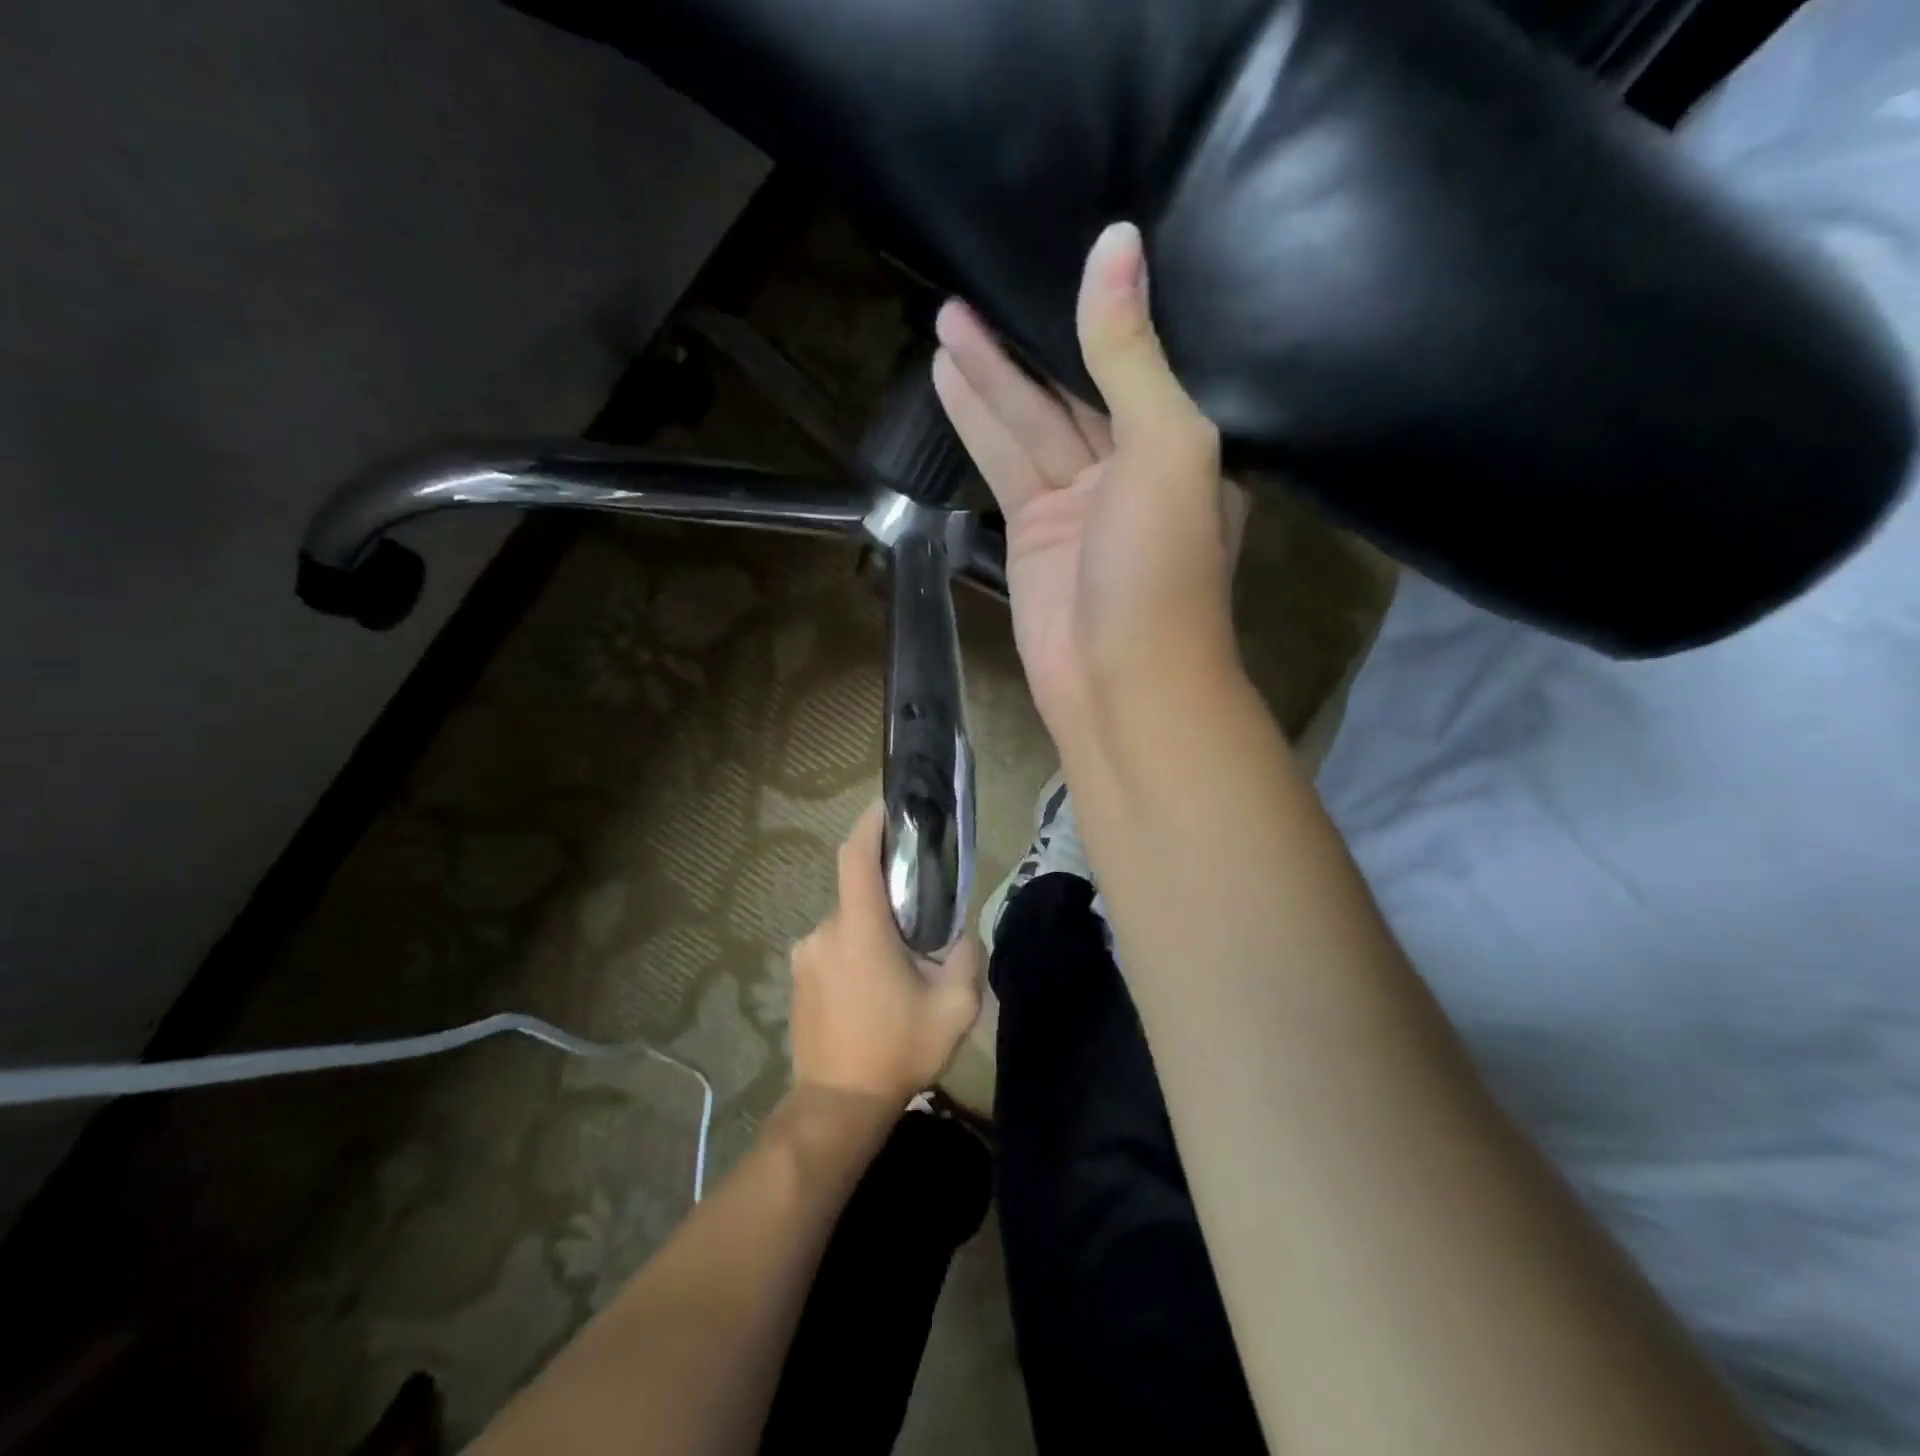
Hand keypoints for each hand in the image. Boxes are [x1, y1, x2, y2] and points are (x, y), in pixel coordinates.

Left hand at [789, 803, 985, 1105]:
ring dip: (874, 934)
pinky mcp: (798, 978)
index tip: (888, 805)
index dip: (870, 823)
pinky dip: (856, 953)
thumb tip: (960, 934)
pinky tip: (874, 991)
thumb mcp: (955, 1007)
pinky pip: (833, 948)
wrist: (838, 1105)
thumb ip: (966, 957)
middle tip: (921, 928)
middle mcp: (825, 932)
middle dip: (890, 901)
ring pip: (848, 925)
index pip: (856, 856)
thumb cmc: (897, 1049)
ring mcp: (805, 955)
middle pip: (860, 894)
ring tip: (900, 972)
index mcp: (860, 929)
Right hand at [932, 221, 1248, 745]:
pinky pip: (1003, 464)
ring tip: (949, 314)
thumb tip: (1116, 246)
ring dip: (990, 374)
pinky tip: (949, 378)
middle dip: (1026, 338)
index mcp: (1181, 443)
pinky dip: (977, 423)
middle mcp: (1130, 467)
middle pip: (1072, 386)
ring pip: (1030, 422)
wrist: (1122, 682)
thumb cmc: (1160, 569)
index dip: (1094, 309)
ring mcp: (1077, 503)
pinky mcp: (1032, 534)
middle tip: (978, 277)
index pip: (1136, 358)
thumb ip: (1132, 356)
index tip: (1058, 249)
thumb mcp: (1164, 449)